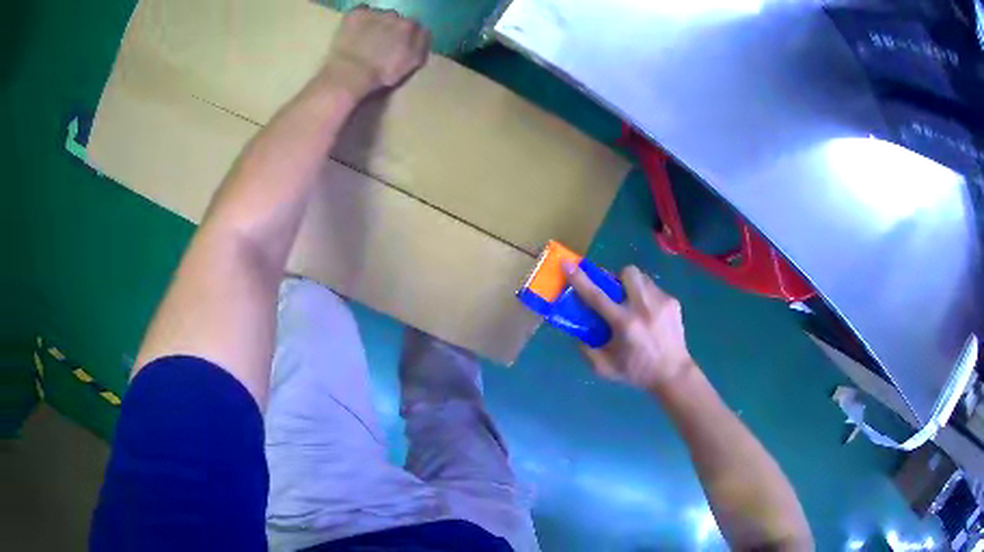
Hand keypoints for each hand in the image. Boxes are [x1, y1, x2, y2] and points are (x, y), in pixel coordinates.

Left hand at [320, 6, 430, 98]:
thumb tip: (423, 31)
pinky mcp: (357, 13)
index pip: (414, 26)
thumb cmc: (383, 73)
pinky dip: (359, 18)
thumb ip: (421, 43)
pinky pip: (361, 10)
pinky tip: (355, 30)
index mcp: (410, 27)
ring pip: (379, 14)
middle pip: (396, 19)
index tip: (398, 45)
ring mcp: (375, 13)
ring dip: (375, 23)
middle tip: (380, 44)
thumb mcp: (412, 63)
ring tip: (365, 38)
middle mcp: (395, 15)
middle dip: (390, 28)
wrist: (351, 73)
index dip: (406, 36)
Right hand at [564, 263, 694, 392]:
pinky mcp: (673, 302)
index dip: (579, 279)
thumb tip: (578, 333)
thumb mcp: (605, 368)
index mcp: (624, 323)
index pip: (596, 295)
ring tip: (631, 302)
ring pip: (641, 277)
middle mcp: (643, 307)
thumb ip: (587, 350)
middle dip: (616, 277)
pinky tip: (648, 314)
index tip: (567, 263)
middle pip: (626, 272)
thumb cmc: (637, 372)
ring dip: (631, 285)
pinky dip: (646, 296)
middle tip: (613, 292)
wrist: (673, 374)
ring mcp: (661, 302)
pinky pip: (654, 288)